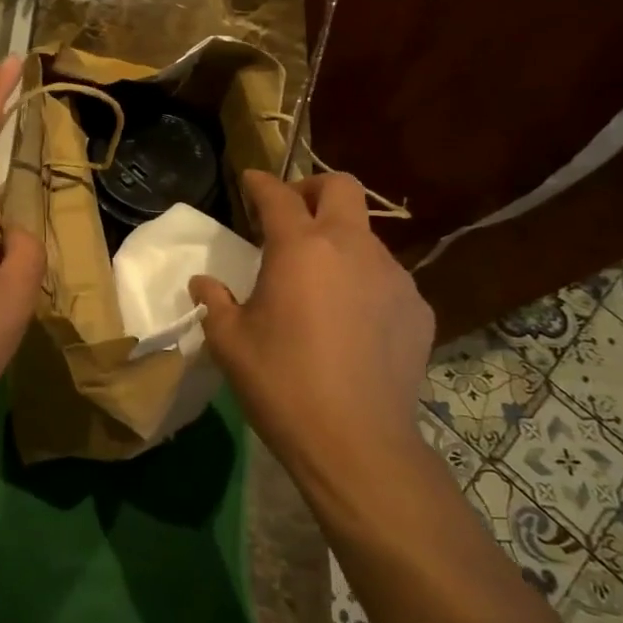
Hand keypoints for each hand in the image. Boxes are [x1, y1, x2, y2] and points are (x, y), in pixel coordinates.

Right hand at [190, 171, 433, 460]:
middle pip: (342, 188)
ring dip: (338, 239)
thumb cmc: (281, 384)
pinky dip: (363, 280)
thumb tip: (204, 283)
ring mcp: (393, 276)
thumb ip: (215, 302)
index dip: (260, 183)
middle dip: (312, 189)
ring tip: (318, 280)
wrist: (356, 442)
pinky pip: (386, 276)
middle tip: (291, 214)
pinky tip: (350, 320)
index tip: (249, 181)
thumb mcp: (230, 342)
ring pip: (366, 234)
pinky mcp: (418, 308)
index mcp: (301, 249)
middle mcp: (352, 249)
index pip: (278, 196)